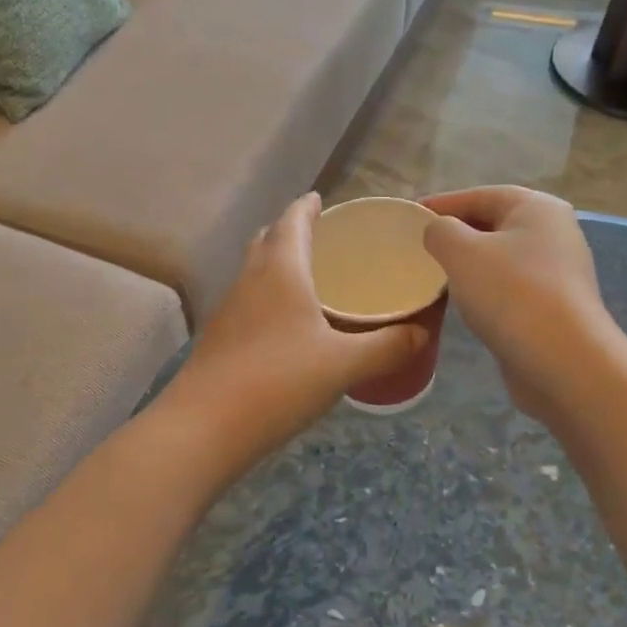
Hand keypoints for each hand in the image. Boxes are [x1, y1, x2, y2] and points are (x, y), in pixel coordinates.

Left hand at [160, 193, 428, 476]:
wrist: (204, 428)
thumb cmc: (278, 382)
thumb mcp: (343, 365)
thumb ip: (387, 347)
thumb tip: (423, 334)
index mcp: (279, 272)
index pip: (291, 222)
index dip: (305, 207)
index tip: (318, 199)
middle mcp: (249, 281)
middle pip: (266, 242)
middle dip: (290, 233)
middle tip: (321, 239)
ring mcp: (229, 311)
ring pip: (254, 274)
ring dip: (277, 266)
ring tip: (310, 280)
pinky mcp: (219, 340)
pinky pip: (249, 304)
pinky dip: (269, 299)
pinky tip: (288, 328)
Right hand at [421, 186, 621, 425]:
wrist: (562, 361)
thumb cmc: (511, 293)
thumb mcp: (462, 252)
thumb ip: (441, 231)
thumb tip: (438, 231)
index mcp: (538, 208)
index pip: (482, 195)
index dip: (444, 203)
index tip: (412, 215)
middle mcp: (555, 233)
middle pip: (496, 224)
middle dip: (458, 233)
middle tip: (421, 245)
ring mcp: (559, 273)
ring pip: (503, 258)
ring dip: (471, 263)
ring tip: (436, 273)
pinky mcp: (555, 307)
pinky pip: (511, 287)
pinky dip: (486, 289)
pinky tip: (465, 303)